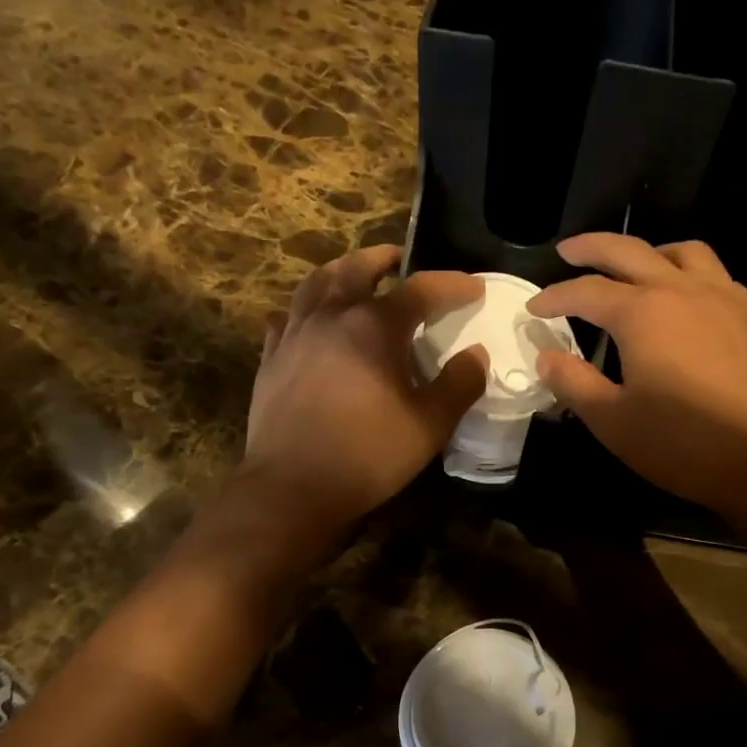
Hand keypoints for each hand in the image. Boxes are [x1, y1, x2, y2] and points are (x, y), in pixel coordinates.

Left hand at [243, 245, 487, 536]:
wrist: (292, 488)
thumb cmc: (367, 454)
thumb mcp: (429, 425)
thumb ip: (458, 385)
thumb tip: (476, 355)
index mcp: (373, 326)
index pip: (420, 289)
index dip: (451, 285)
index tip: (473, 287)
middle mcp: (330, 317)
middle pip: (355, 269)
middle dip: (381, 258)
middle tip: (397, 259)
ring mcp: (293, 336)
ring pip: (314, 285)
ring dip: (338, 272)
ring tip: (352, 275)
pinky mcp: (270, 360)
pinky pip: (286, 318)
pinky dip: (304, 309)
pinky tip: (309, 321)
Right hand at [528, 234, 746, 524]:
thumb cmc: (684, 443)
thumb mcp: (613, 421)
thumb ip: (574, 383)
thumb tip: (547, 357)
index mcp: (643, 313)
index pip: (586, 291)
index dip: (554, 296)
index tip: (533, 307)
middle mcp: (683, 290)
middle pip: (630, 251)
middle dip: (593, 248)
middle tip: (568, 250)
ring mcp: (727, 299)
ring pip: (684, 253)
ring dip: (650, 253)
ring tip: (636, 268)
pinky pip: (718, 278)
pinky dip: (691, 277)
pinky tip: (690, 305)